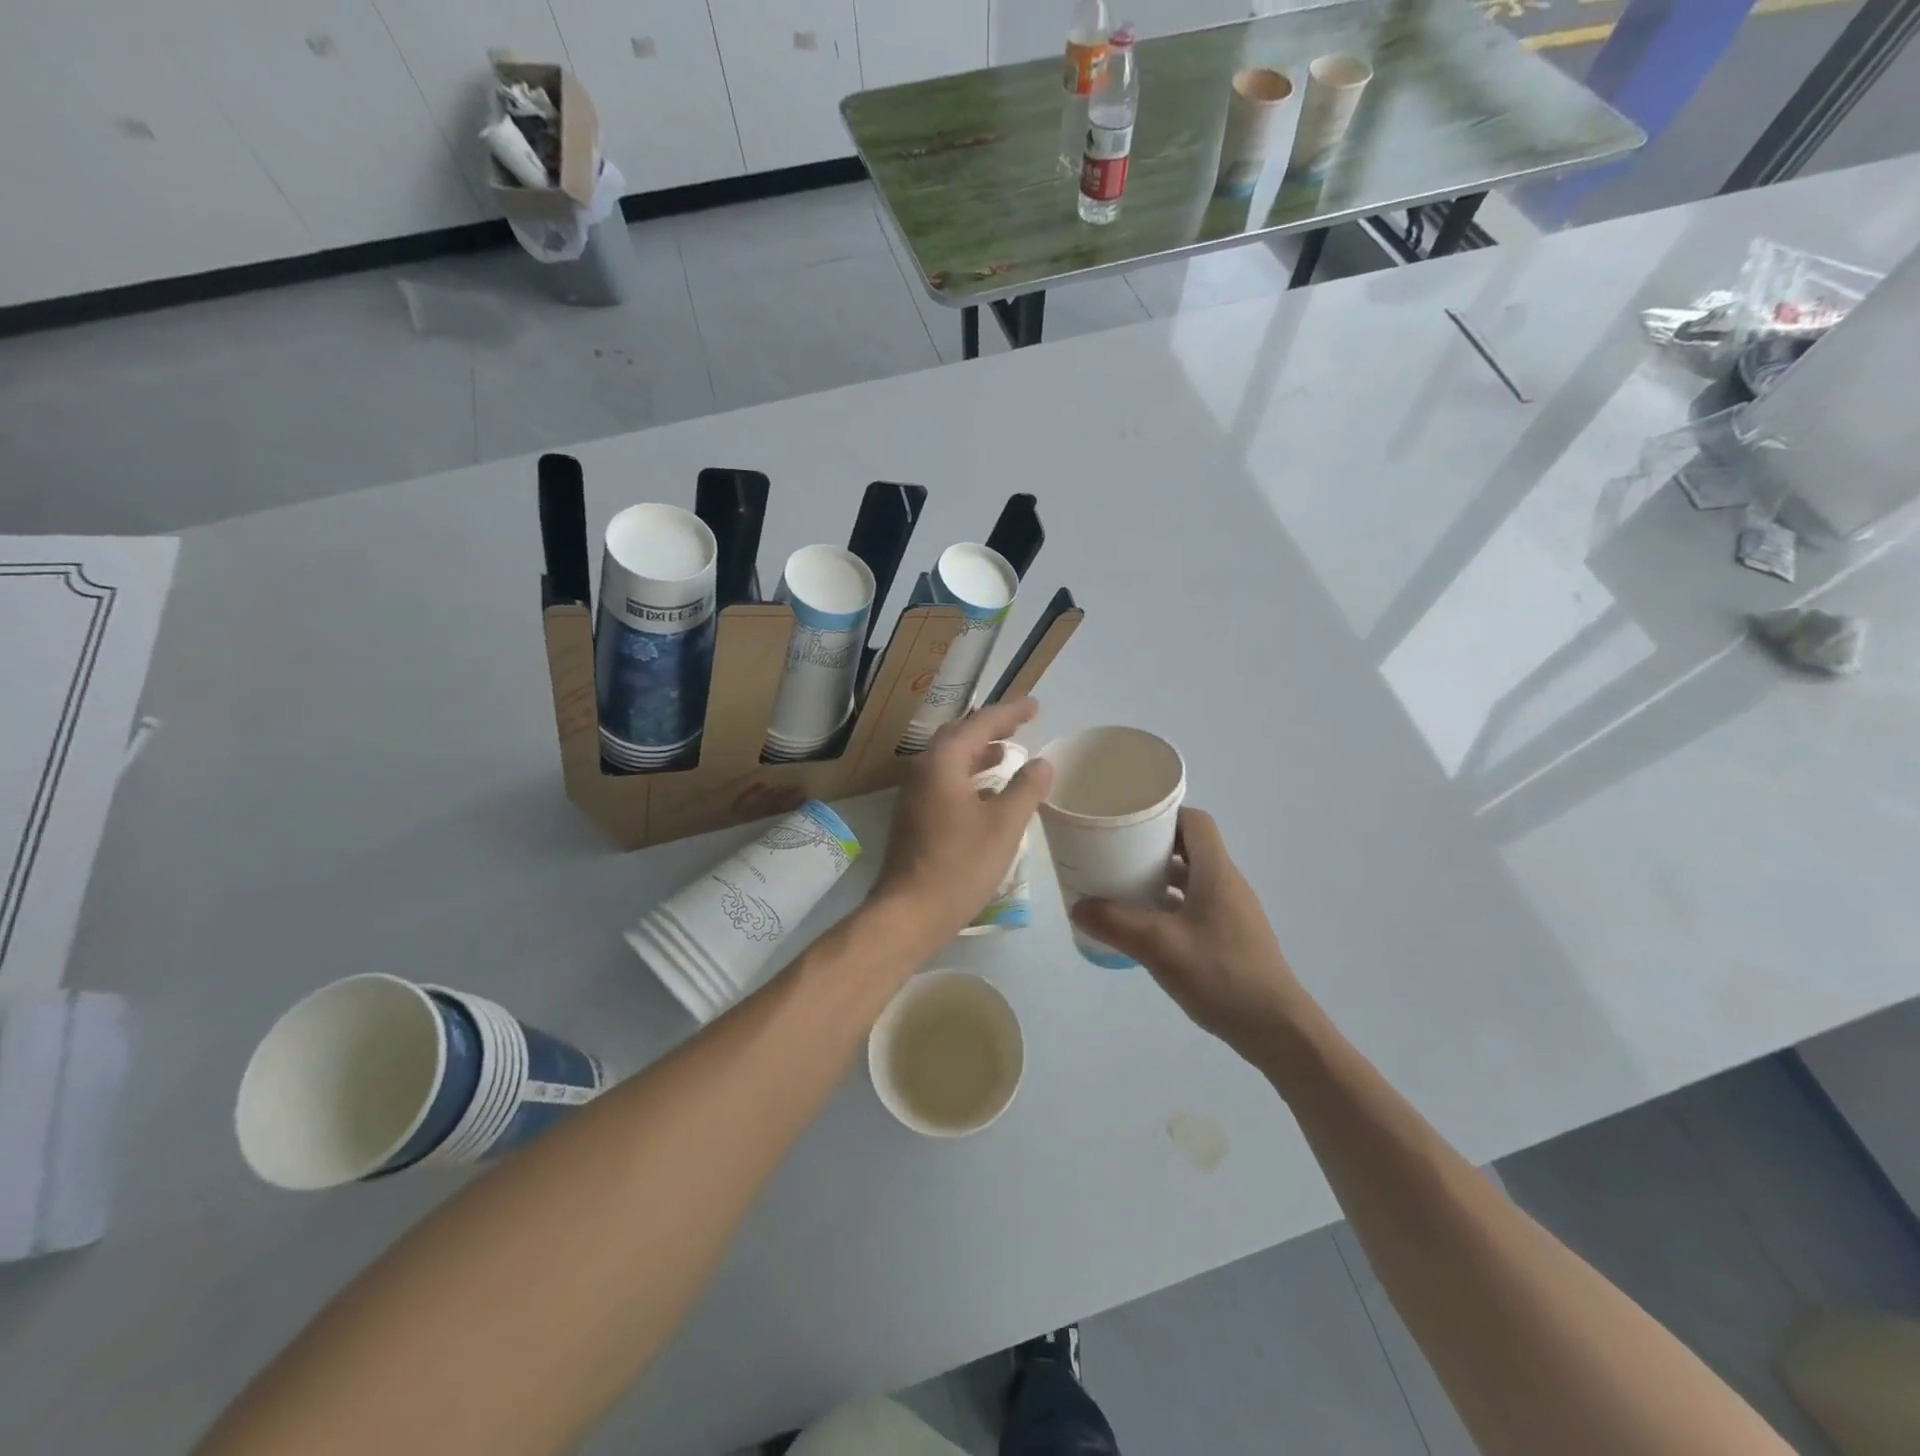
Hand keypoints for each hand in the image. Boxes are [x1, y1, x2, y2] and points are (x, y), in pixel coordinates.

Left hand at [868, 698, 1054, 945]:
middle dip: (991, 727)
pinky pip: (946, 781)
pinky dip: (969, 776)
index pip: (980, 723)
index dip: (1010, 712)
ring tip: (1008, 752)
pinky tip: (988, 792)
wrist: (910, 912)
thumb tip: (1042, 763)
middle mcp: (923, 770)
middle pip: (959, 736)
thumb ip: (1026, 789)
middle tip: (1020, 724)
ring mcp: (915, 795)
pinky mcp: (915, 817)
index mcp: (943, 763)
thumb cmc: (960, 865)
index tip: (1035, 704)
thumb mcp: (1004, 825)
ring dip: (979, 752)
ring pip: (950, 760)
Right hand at [1072, 808, 1311, 1056]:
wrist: (1276, 1029)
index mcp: (1216, 872)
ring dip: (1159, 877)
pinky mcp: (1230, 937)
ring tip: (1122, 885)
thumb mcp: (1159, 947)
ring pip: (1192, 878)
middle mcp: (1227, 884)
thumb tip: (1077, 907)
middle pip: (1190, 847)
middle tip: (1115, 851)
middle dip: (1152, 845)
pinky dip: (1169, 905)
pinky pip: (1195, 905)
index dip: (1164, 814)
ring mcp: (1231, 912)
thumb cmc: (1220, 975)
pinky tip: (1145, 925)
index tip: (1129, 819)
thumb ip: (1116, 924)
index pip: (1195, 821)